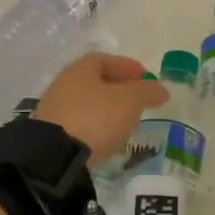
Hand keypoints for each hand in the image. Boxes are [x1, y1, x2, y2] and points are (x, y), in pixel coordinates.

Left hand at [34, 53, 169, 160]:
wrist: (56, 154)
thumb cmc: (96, 116)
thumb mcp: (130, 100)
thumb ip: (148, 91)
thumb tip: (161, 89)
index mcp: (82, 68)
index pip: (108, 60)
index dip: (130, 67)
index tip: (149, 79)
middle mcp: (65, 83)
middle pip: (97, 81)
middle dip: (121, 89)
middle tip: (141, 100)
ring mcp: (56, 109)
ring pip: (90, 103)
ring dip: (109, 109)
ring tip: (128, 121)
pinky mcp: (54, 133)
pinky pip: (82, 123)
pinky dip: (98, 126)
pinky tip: (109, 137)